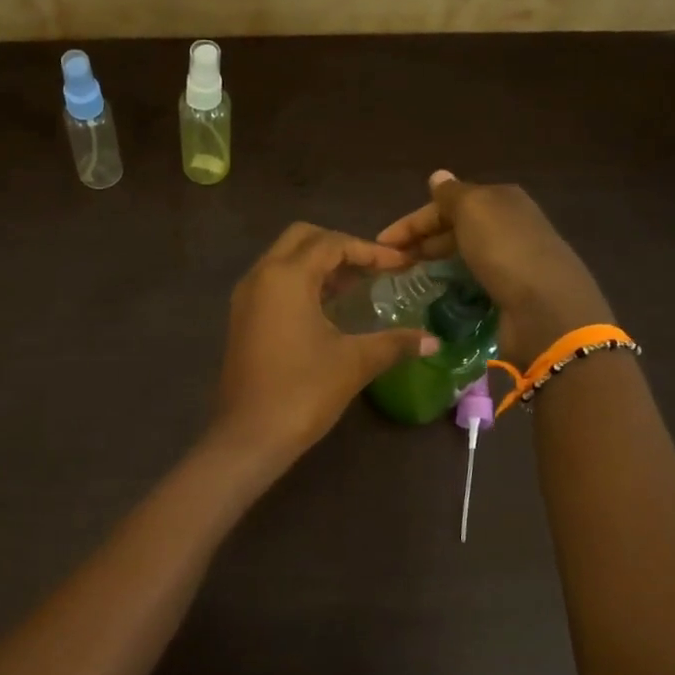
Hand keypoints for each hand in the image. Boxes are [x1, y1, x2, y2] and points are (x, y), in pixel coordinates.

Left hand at [211, 223, 437, 467]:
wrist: (249, 436)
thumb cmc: (303, 392)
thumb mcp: (354, 363)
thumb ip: (395, 343)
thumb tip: (433, 340)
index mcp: (286, 276)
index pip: (332, 243)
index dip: (370, 251)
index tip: (401, 265)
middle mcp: (260, 276)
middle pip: (302, 239)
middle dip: (340, 247)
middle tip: (372, 269)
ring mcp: (245, 298)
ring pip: (284, 260)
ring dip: (318, 265)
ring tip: (355, 287)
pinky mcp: (241, 320)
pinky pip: (273, 283)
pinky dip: (301, 283)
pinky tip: (327, 310)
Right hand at [377, 170, 610, 364]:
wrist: (546, 310)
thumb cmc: (506, 251)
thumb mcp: (474, 210)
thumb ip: (452, 195)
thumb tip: (438, 176)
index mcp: (501, 200)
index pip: (447, 203)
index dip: (412, 221)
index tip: (381, 242)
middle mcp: (508, 226)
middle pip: (455, 229)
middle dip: (421, 242)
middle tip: (390, 264)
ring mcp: (511, 261)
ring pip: (462, 256)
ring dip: (434, 263)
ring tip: (406, 280)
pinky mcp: (509, 294)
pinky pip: (472, 282)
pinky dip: (452, 285)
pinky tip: (436, 295)